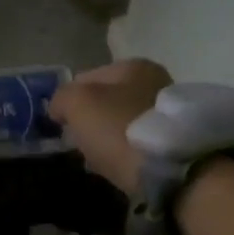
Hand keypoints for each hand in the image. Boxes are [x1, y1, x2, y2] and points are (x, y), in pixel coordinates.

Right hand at [50, 58, 172, 195]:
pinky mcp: (175, 142)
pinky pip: (138, 143)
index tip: (62, 124)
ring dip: (108, 138)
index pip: (87, 77)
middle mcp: (156, 82)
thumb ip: (61, 98)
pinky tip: (118, 167)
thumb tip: (58, 108)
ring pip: (122, 123)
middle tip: (79, 143)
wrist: (168, 168)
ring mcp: (169, 113)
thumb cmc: (119, 127)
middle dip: (91, 120)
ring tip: (97, 159)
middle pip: (108, 101)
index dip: (68, 100)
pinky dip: (125, 152)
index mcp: (133, 66)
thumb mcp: (78, 104)